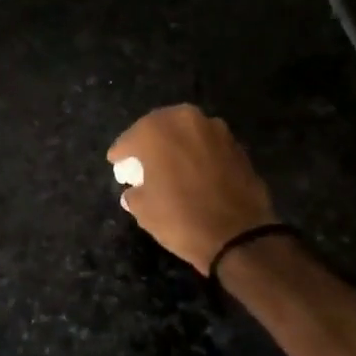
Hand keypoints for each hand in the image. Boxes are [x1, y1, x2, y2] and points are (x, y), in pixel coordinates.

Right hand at [107, 104, 278, 274]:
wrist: (240, 236)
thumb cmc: (182, 219)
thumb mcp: (144, 210)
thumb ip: (134, 193)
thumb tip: (135, 190)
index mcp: (156, 130)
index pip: (129, 139)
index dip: (121, 153)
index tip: (116, 163)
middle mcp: (185, 119)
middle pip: (159, 127)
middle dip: (149, 142)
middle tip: (142, 161)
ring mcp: (214, 128)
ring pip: (186, 132)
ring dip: (176, 144)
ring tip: (171, 165)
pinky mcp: (236, 143)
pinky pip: (207, 144)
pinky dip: (198, 153)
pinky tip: (194, 171)